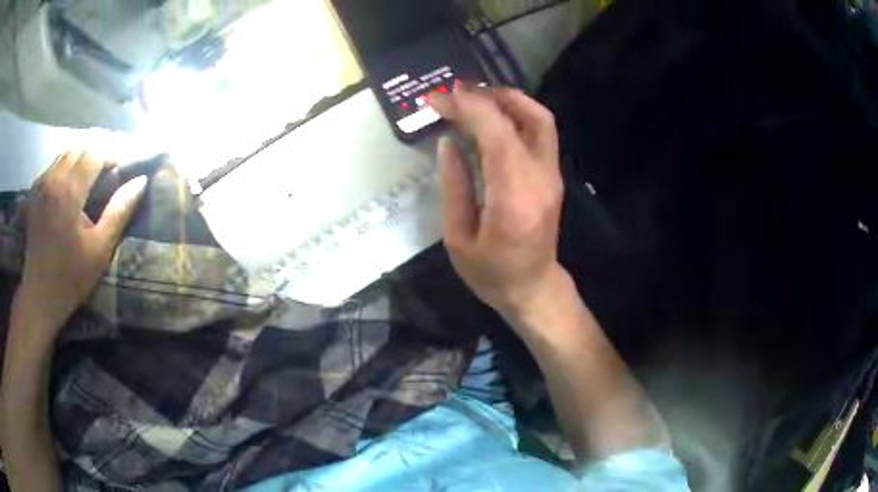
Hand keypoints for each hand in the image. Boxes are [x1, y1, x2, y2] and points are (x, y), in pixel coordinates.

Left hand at [18, 150, 146, 331]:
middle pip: (79, 148)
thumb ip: (119, 211)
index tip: (118, 173)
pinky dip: (66, 167)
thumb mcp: (100, 249)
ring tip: (89, 178)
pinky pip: (54, 165)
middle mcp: (53, 179)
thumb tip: (141, 181)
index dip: (110, 157)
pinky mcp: (35, 191)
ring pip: (65, 153)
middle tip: (106, 174)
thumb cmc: (71, 277)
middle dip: (95, 154)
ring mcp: (41, 184)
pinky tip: (70, 185)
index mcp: (69, 192)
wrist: (39, 295)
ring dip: (80, 159)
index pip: (94, 153)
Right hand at [429, 87, 564, 319]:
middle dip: (487, 95)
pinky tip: (492, 116)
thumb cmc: (491, 273)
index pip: (496, 132)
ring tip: (473, 97)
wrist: (533, 288)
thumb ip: (455, 185)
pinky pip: (540, 132)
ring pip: (540, 119)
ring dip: (508, 99)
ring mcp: (552, 175)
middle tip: (455, 91)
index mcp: (513, 196)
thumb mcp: (458, 237)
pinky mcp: (553, 176)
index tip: (437, 100)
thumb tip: (448, 142)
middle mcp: (540, 178)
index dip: (466, 107)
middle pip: (526, 116)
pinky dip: (516, 114)